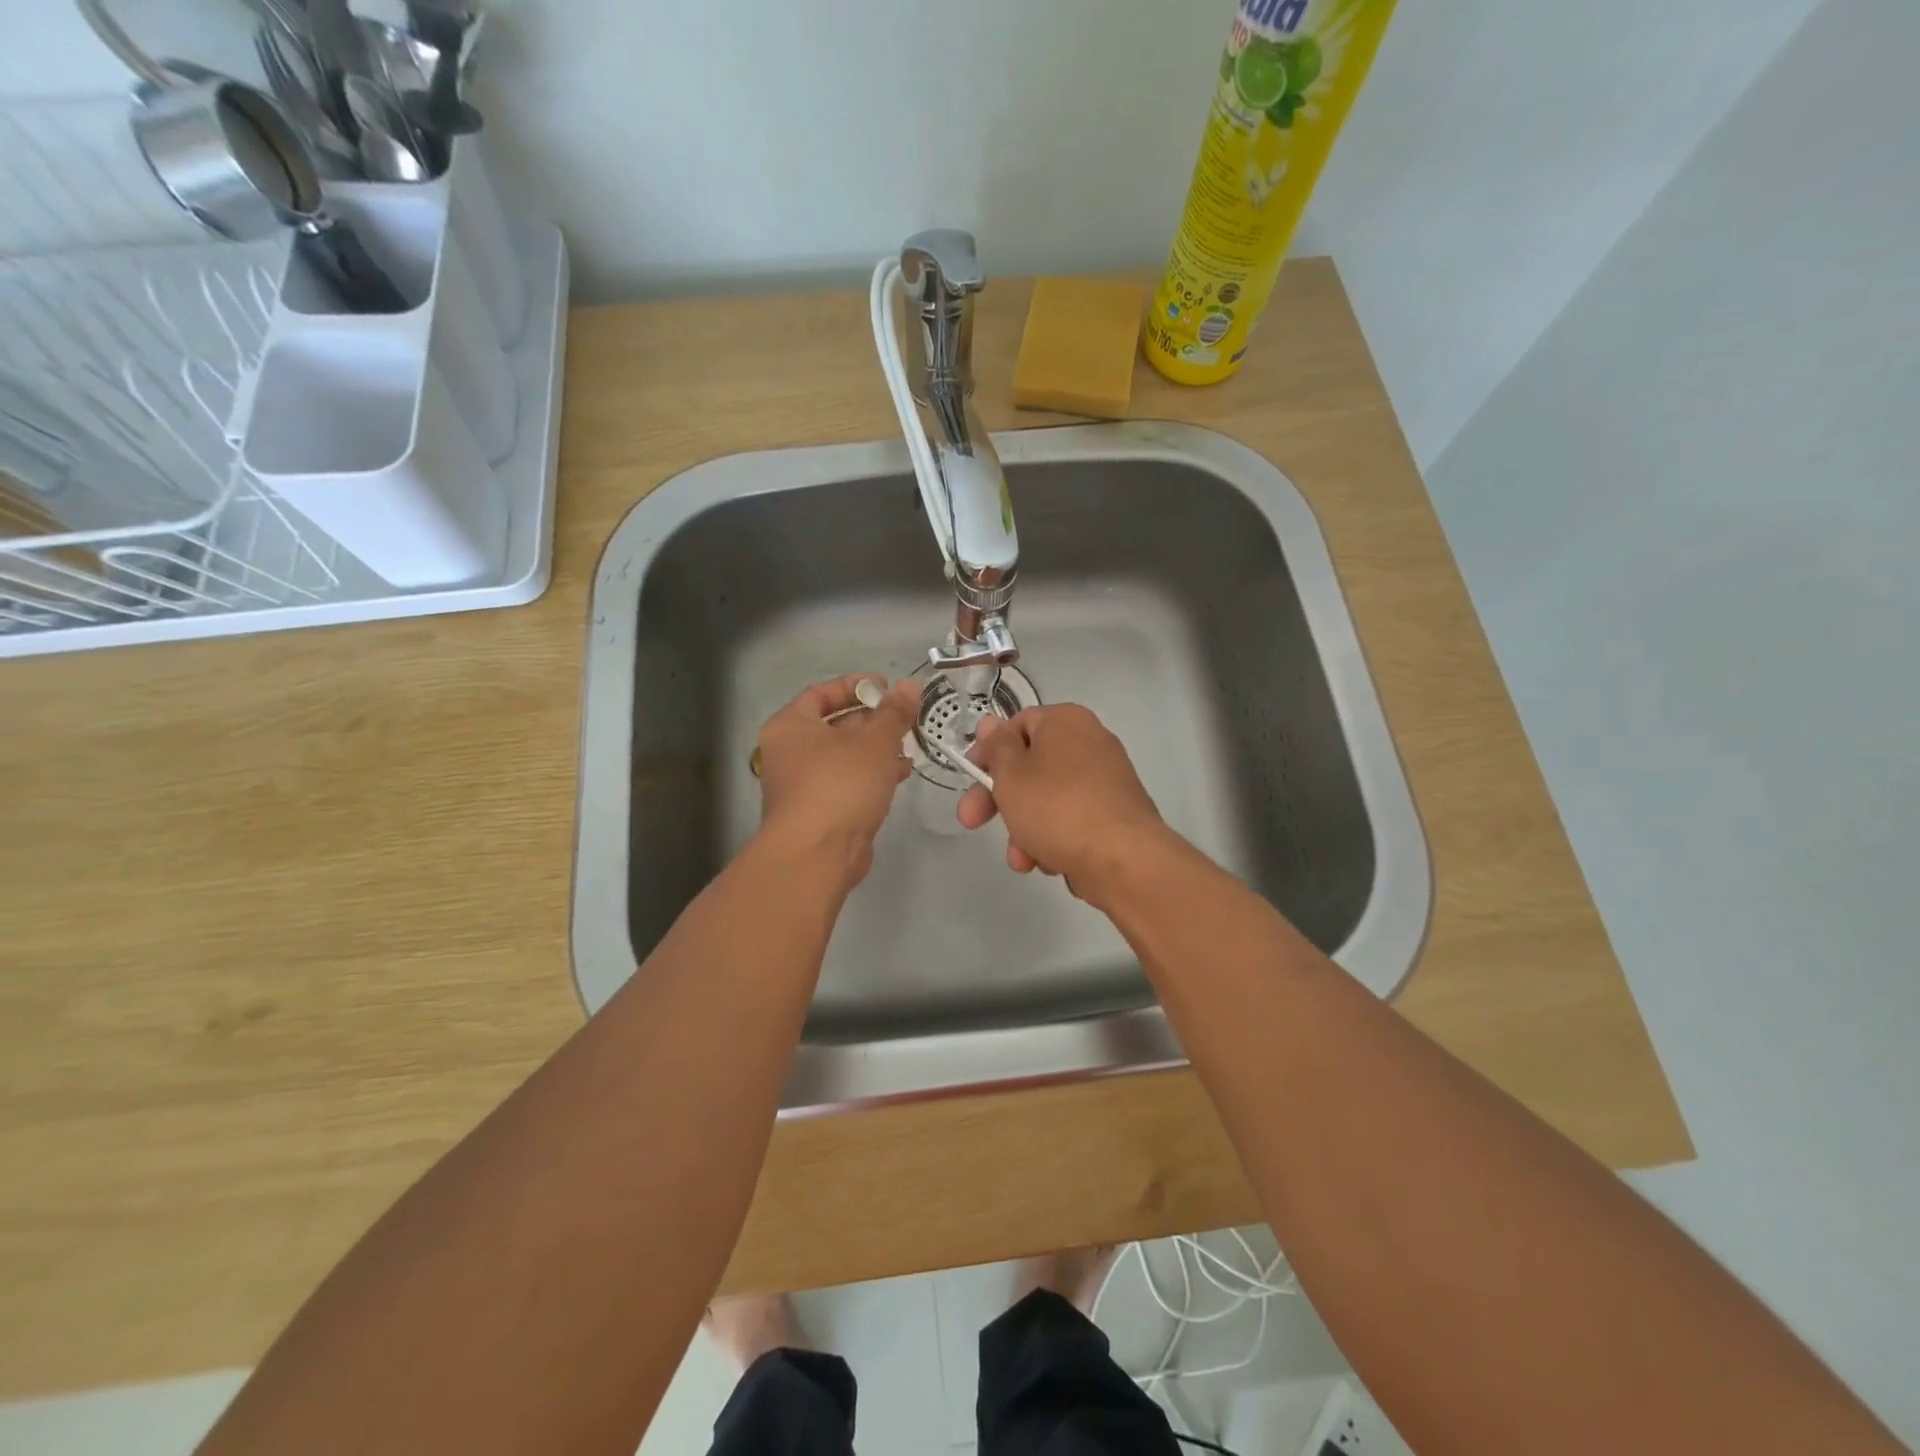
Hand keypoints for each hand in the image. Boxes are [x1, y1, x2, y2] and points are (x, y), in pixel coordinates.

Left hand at [755, 675, 918, 888]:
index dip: (856, 686)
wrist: (817, 854)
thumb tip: (910, 685)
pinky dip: (871, 774)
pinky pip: (847, 782)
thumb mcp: (874, 742)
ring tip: (909, 746)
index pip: (821, 693)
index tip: (888, 687)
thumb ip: (894, 712)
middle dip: (873, 720)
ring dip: (877, 749)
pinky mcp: (819, 811)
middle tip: (905, 718)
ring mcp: (802, 784)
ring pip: (844, 756)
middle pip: (834, 725)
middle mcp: (790, 752)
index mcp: (790, 726)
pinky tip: (900, 774)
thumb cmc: (840, 785)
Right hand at [956, 703, 1170, 903]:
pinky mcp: (1115, 815)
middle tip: (972, 822)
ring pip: (1048, 800)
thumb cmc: (1057, 808)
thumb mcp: (1011, 774)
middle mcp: (1090, 742)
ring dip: (1025, 829)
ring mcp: (1106, 780)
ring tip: (1022, 860)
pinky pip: (1072, 821)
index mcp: (1065, 721)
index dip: (988, 752)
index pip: (1016, 725)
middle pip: (1030, 767)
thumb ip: (996, 747)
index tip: (969, 779)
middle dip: (999, 800)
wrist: (1124, 860)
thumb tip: (989, 721)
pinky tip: (1050, 864)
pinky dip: (1055, 839)